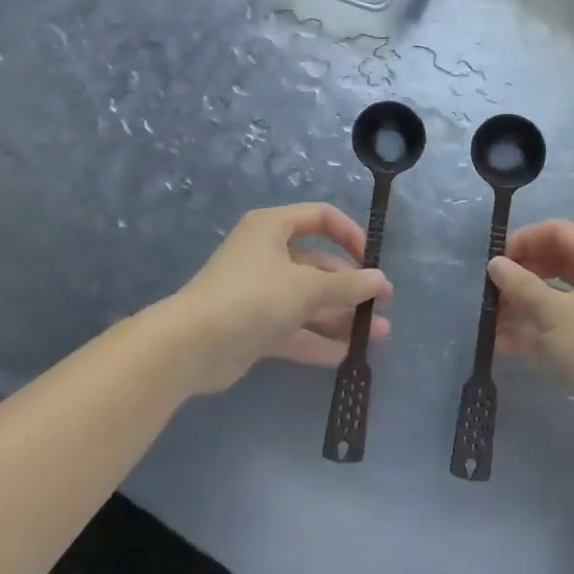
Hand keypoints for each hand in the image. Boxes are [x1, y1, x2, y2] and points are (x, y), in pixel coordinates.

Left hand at [164, 204, 392, 393]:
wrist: (191, 347)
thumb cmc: (252, 297)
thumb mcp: (306, 287)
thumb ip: (348, 285)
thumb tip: (381, 282)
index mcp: (273, 227)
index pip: (321, 218)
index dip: (349, 234)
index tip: (370, 260)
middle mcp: (267, 255)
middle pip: (319, 265)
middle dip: (351, 287)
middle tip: (381, 306)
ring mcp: (260, 293)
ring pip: (309, 301)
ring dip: (341, 317)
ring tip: (377, 336)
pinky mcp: (255, 327)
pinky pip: (294, 328)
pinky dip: (318, 340)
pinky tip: (347, 355)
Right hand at [490, 220, 573, 432]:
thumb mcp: (553, 312)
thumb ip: (520, 285)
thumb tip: (495, 263)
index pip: (557, 232)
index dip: (525, 239)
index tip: (496, 259)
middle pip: (554, 263)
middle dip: (521, 274)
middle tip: (492, 291)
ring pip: (553, 297)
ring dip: (522, 305)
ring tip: (491, 319)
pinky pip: (558, 327)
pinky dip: (533, 331)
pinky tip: (503, 343)